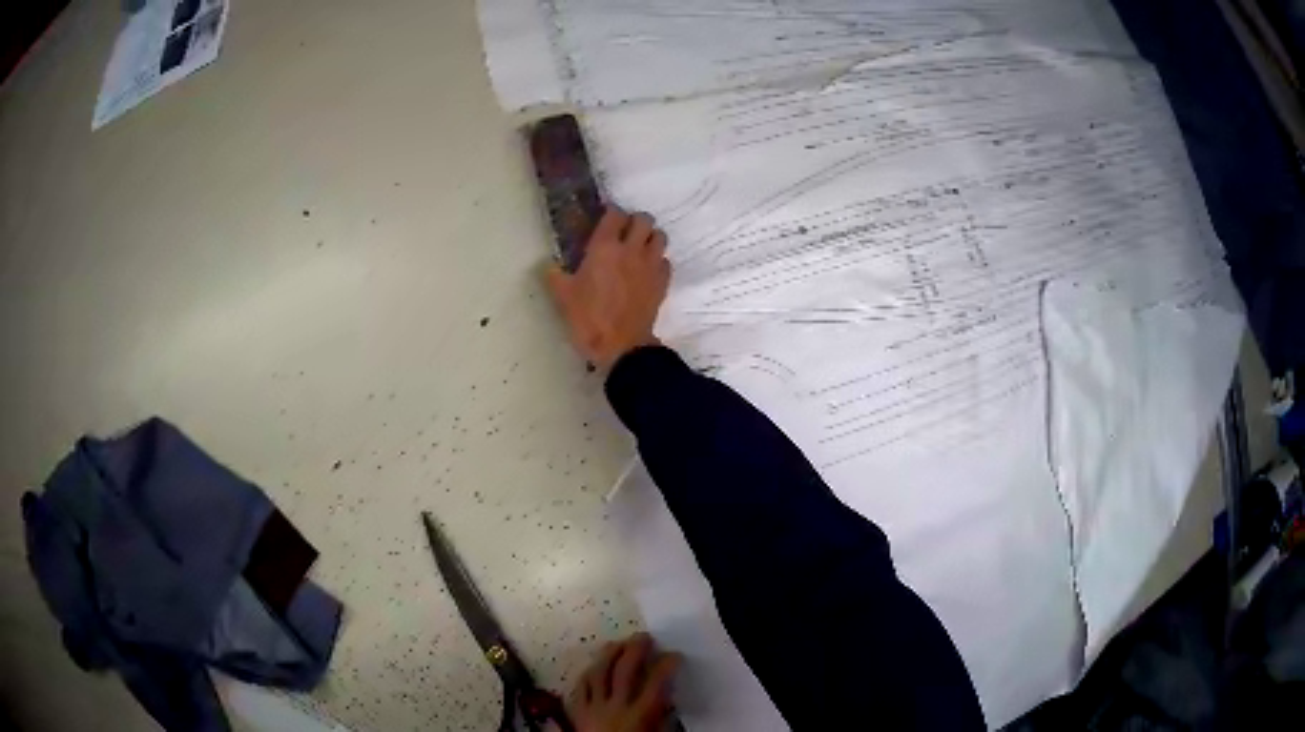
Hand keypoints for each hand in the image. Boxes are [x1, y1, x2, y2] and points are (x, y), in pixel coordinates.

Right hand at [546, 208, 671, 371]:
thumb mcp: (563, 296)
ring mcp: (651, 265)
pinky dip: (658, 261)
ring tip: (639, 248)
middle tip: (624, 232)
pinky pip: (665, 261)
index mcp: (604, 247)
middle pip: (644, 219)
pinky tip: (647, 271)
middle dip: (635, 221)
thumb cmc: (589, 318)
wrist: (621, 345)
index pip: (615, 214)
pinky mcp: (663, 281)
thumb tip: (548, 266)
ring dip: (650, 238)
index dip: (611, 212)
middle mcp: (631, 249)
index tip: (605, 219)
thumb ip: (554, 276)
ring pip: (660, 236)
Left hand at [567, 633, 681, 731]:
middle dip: (635, 650)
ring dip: (609, 655)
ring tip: (618, 643)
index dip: (667, 664)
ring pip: (598, 673)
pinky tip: (593, 667)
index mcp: (640, 715)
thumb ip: (662, 718)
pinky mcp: (576, 712)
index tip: (674, 654)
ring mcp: (593, 707)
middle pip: (624, 671)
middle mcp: (615, 707)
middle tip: (644, 637)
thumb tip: (668, 698)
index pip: (656, 683)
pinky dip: (587, 674)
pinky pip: (579, 687)